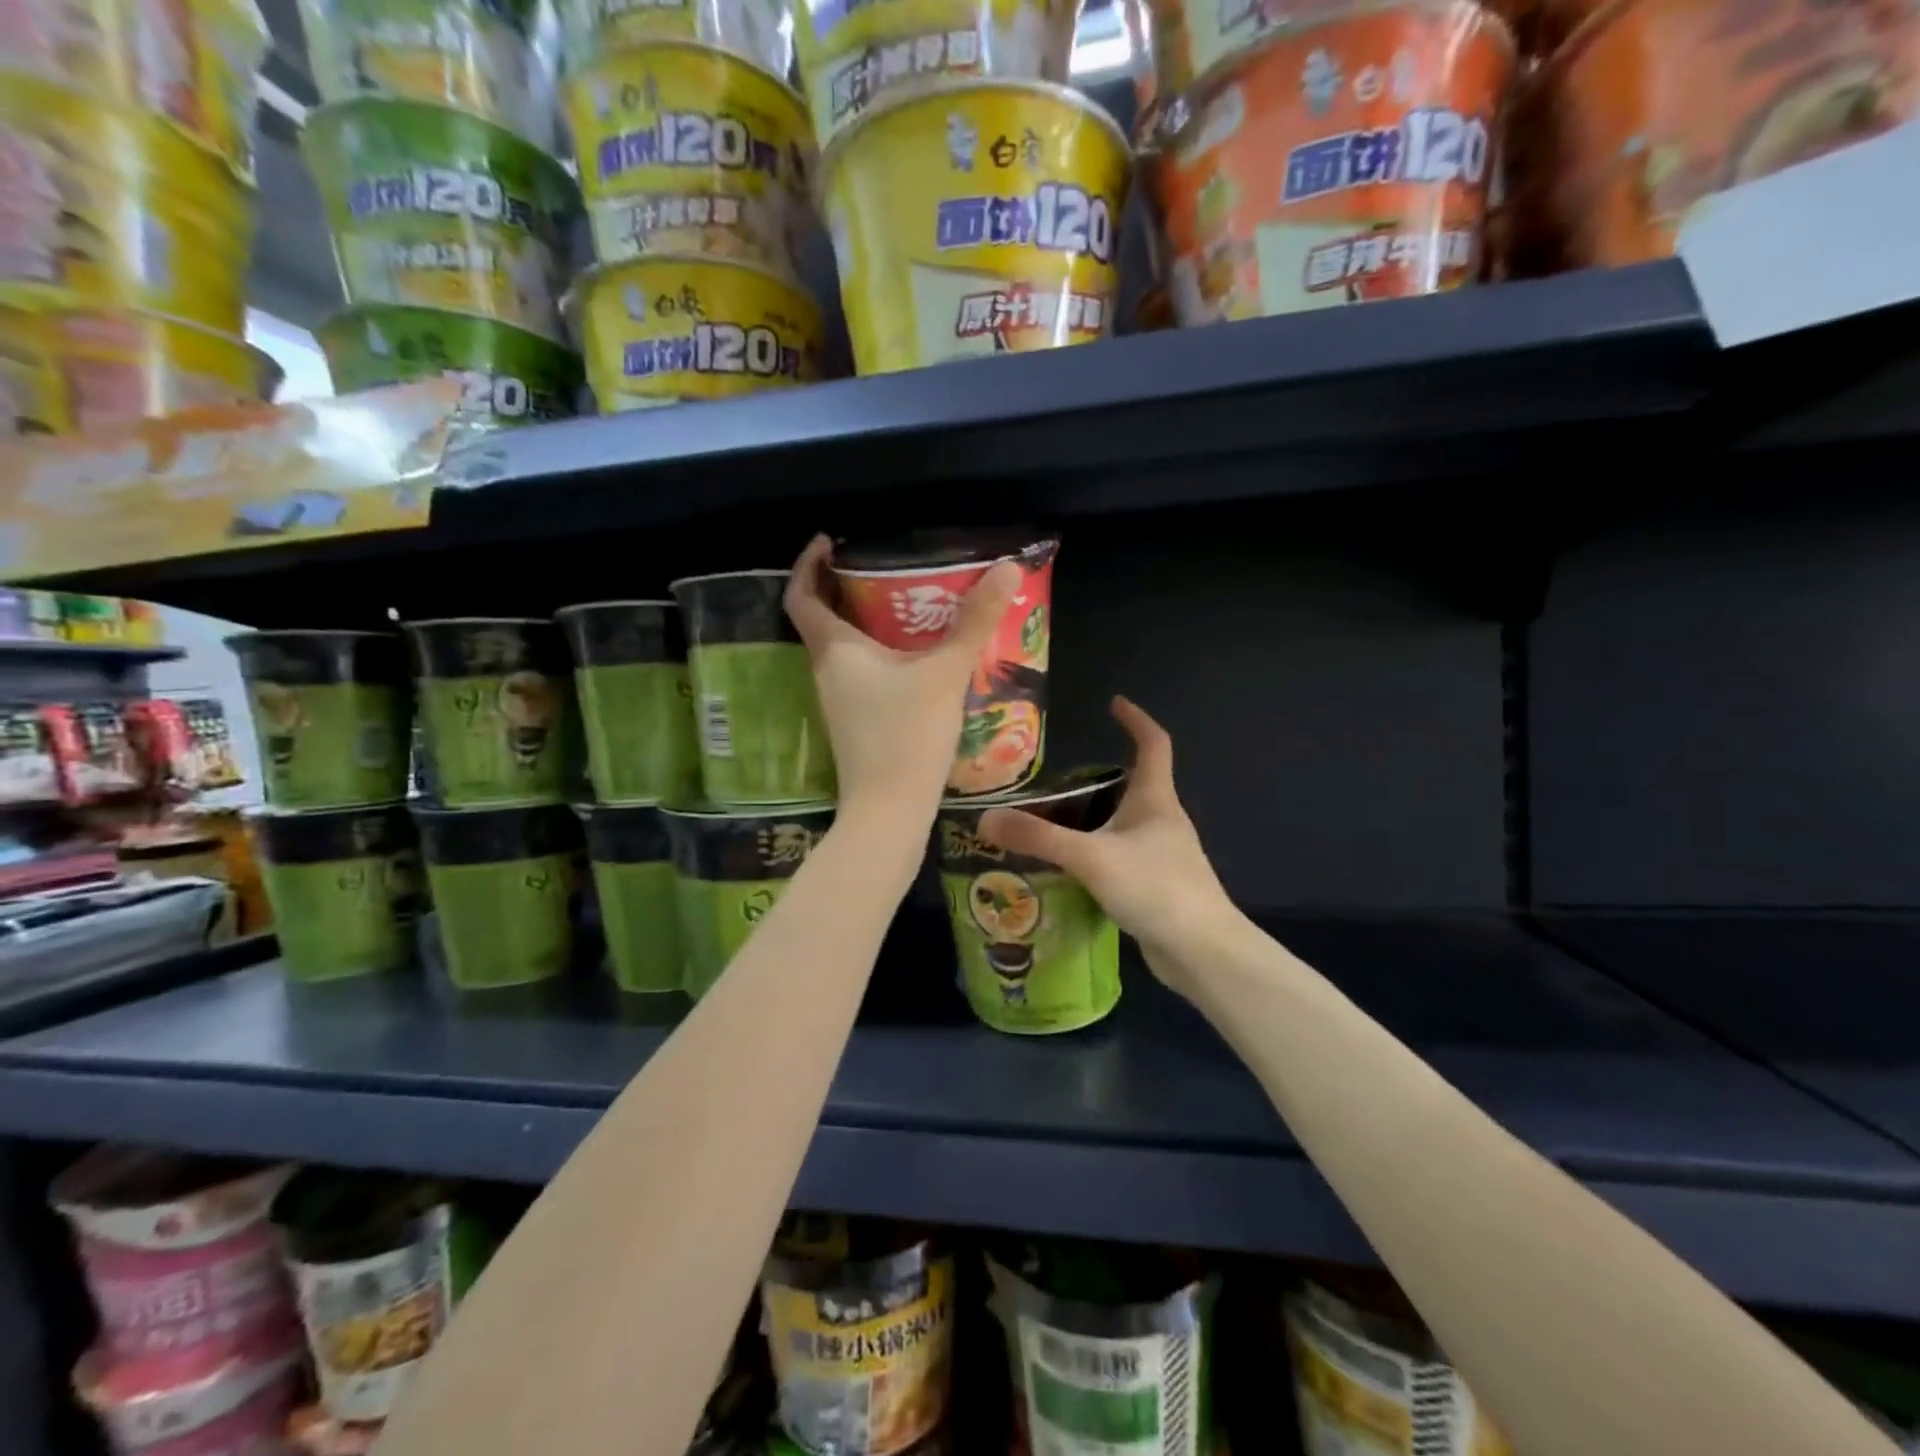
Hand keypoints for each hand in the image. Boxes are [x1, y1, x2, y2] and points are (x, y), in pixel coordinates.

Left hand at [784, 535, 1019, 828]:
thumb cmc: (907, 735)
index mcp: (834, 650)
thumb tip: (1006, 566)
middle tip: (886, 569)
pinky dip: (881, 655)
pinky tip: (918, 658)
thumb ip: (974, 621)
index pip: (801, 595)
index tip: (830, 542)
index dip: (808, 564)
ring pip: (844, 650)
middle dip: (848, 589)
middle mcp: (827, 672)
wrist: (890, 812)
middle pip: (824, 619)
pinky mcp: (856, 724)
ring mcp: (839, 702)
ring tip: (909, 607)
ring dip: (867, 624)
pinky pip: (861, 674)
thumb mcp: (945, 673)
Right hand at [978, 697, 1239, 986]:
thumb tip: (985, 819)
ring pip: (1123, 825)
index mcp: (1156, 800)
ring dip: (1093, 819)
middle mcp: (1162, 821)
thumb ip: (1038, 838)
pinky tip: (1069, 871)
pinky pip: (1120, 857)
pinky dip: (1096, 855)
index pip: (1153, 744)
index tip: (1114, 704)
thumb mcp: (1090, 857)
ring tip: (1051, 823)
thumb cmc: (1155, 888)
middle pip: (1133, 785)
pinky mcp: (1156, 886)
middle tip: (1055, 781)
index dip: (1136, 719)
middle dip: (1099, 777)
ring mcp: (1162, 855)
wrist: (1202, 952)